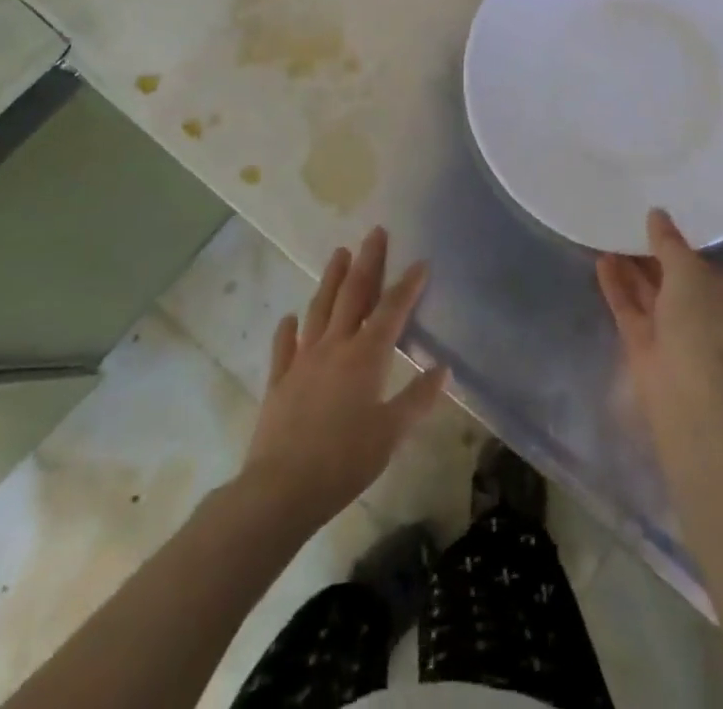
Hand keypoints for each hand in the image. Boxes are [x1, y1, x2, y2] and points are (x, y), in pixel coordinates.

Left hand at [242, 228, 449, 527]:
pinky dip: (287, 330)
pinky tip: (290, 317)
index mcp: (365, 356)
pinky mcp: (280, 381)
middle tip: (375, 233)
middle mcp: (334, 347)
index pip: (392, 310)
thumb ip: (417, 399)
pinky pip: (284, 347)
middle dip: (367, 262)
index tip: (420, 261)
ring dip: (330, 279)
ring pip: (319, 309)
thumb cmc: (344, 461)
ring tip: (339, 253)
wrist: (280, 489)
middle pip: (353, 295)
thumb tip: (443, 368)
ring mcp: (303, 361)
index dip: (408, 285)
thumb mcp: (391, 434)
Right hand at [597, 209, 722, 423]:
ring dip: (629, 267)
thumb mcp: (686, 268)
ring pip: (647, 291)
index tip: (656, 221)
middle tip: (626, 224)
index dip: (678, 243)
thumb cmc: (698, 318)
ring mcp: (669, 328)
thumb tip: (657, 213)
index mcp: (721, 292)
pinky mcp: (642, 341)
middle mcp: (698, 310)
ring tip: (608, 236)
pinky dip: (616, 285)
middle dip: (649, 254)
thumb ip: (668, 240)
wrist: (685, 384)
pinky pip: (628, 306)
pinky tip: (600, 261)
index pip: (700, 262)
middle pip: (670, 276)